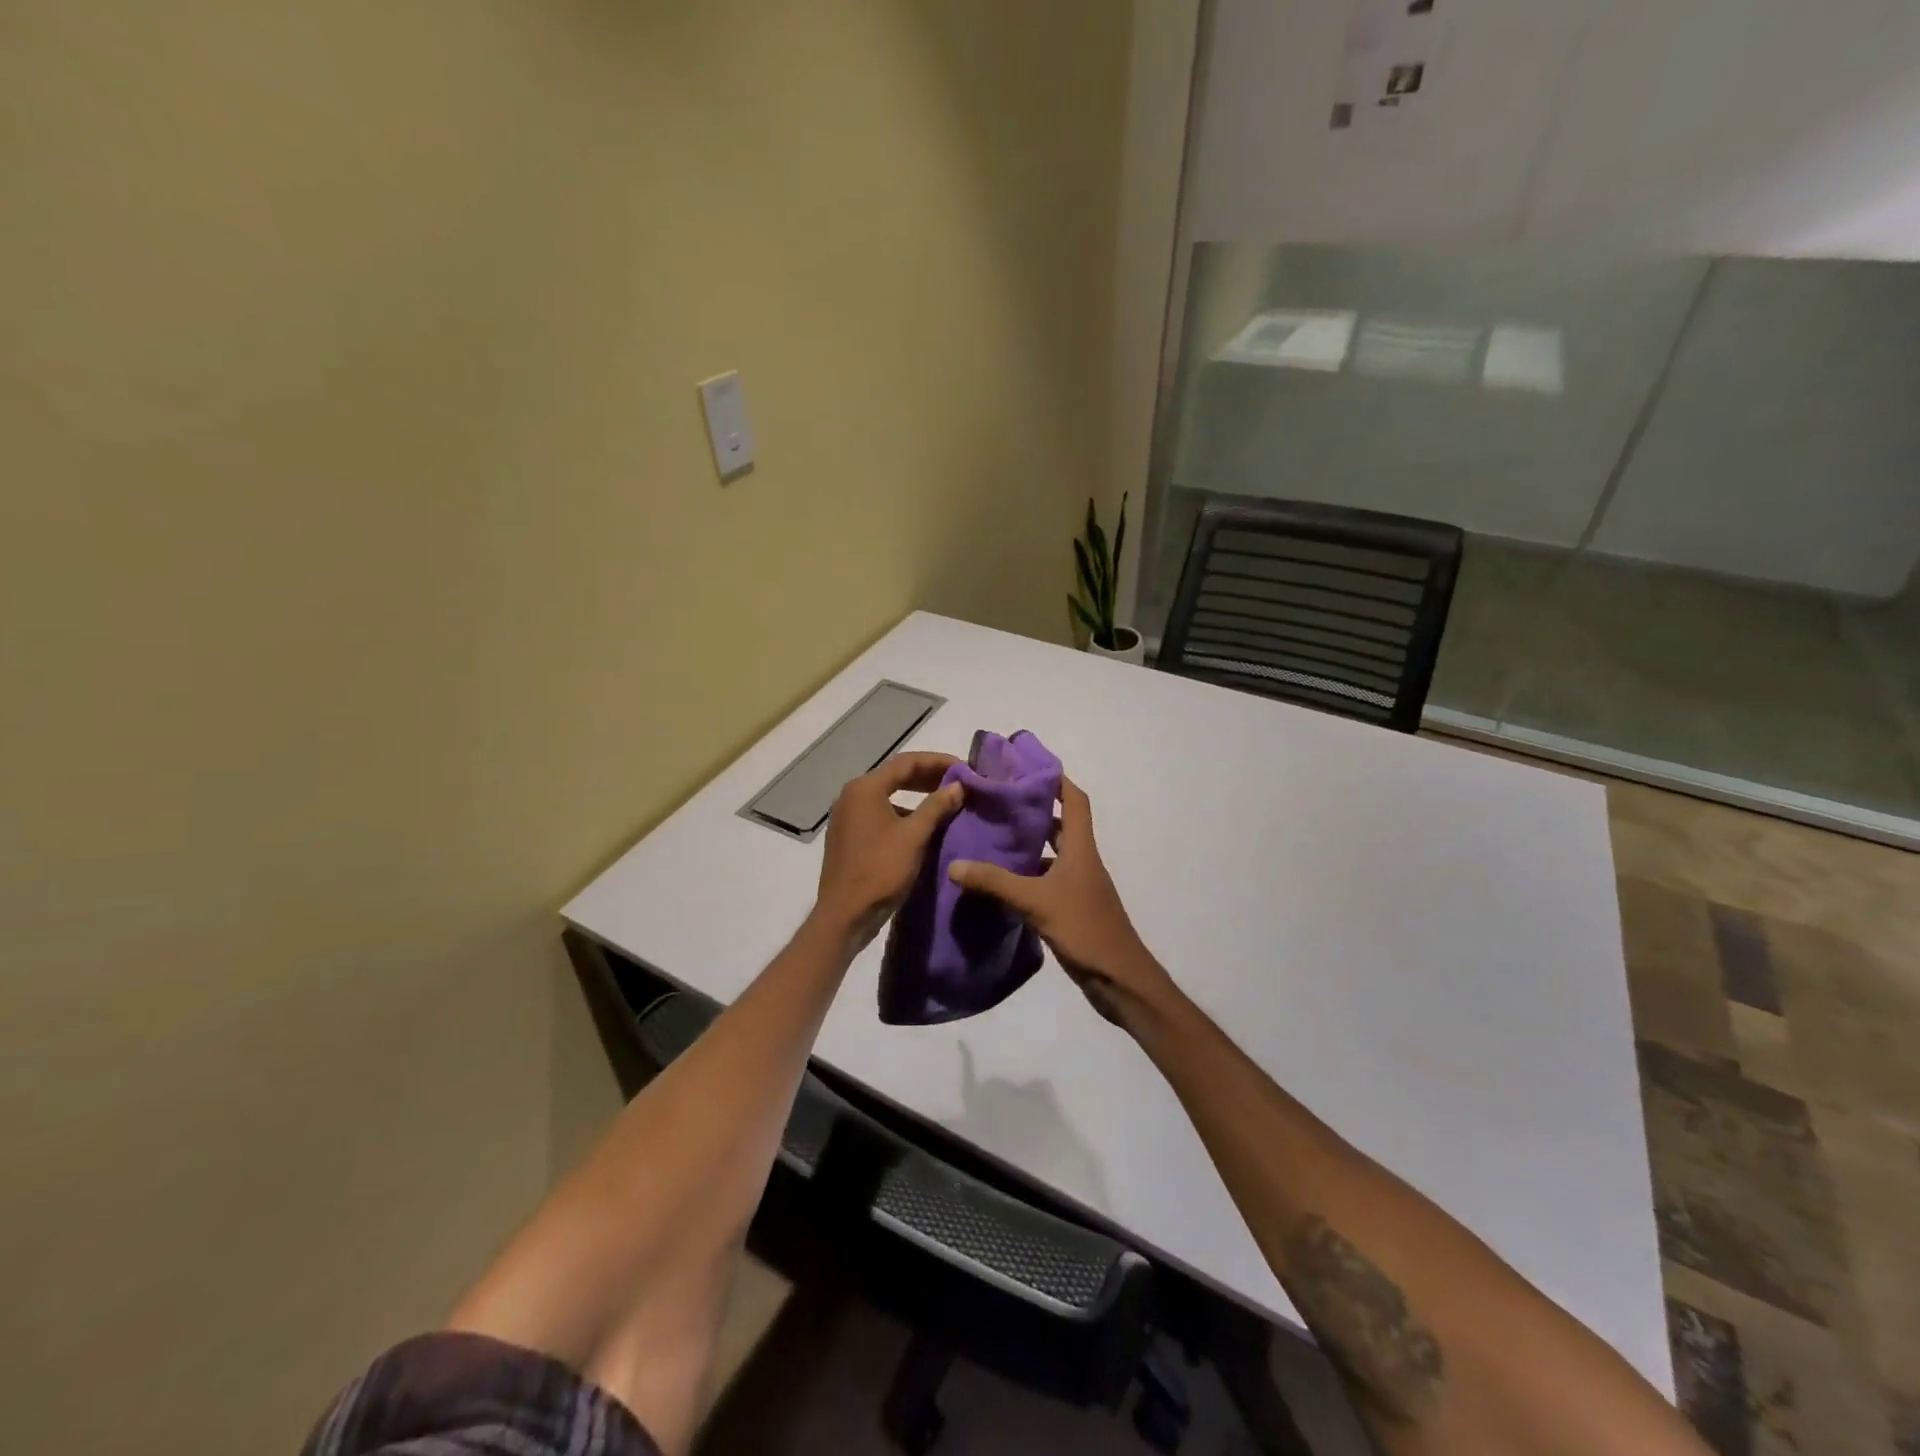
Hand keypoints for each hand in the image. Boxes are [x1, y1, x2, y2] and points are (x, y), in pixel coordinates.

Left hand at [813, 752, 963, 949]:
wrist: (844, 915)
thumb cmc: (880, 870)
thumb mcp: (914, 836)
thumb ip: (937, 806)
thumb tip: (959, 785)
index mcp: (865, 788)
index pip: (907, 762)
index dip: (938, 762)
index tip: (965, 768)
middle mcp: (851, 796)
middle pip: (896, 776)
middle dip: (929, 778)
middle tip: (959, 783)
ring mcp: (847, 817)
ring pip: (888, 796)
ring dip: (917, 797)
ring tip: (946, 803)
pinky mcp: (848, 837)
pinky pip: (880, 815)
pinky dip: (903, 814)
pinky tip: (923, 827)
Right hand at [948, 778, 1179, 1031]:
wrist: (1119, 979)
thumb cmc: (1084, 928)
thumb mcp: (1035, 902)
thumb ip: (995, 882)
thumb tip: (954, 864)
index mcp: (1081, 848)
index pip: (1074, 800)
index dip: (1056, 780)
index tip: (1026, 768)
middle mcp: (1082, 860)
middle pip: (1060, 824)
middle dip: (1033, 811)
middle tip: (996, 803)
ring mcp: (1079, 885)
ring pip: (1052, 854)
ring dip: (1028, 844)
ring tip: (991, 837)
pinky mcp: (1072, 908)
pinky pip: (1047, 880)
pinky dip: (1027, 875)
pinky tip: (1001, 881)